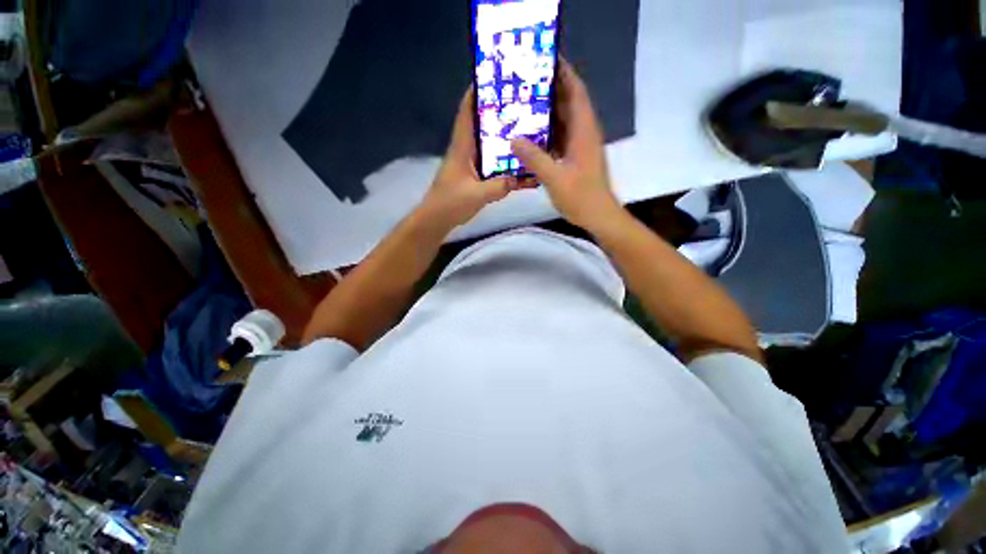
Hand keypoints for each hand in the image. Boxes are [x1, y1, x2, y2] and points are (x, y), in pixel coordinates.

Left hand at [419, 86, 523, 229]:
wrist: (437, 220)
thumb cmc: (450, 203)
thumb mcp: (476, 195)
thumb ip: (498, 186)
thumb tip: (520, 178)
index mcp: (461, 147)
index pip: (467, 113)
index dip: (476, 93)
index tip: (493, 78)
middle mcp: (465, 150)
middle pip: (480, 124)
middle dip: (497, 112)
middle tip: (520, 105)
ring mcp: (469, 163)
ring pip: (487, 143)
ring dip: (501, 135)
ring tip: (523, 128)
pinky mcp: (473, 175)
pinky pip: (490, 161)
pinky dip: (502, 157)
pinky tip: (517, 160)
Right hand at [511, 60, 622, 232]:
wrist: (598, 216)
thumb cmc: (581, 197)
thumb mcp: (555, 178)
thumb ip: (534, 159)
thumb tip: (513, 139)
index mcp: (583, 132)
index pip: (576, 92)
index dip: (564, 74)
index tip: (546, 60)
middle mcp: (584, 134)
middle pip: (569, 104)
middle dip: (550, 91)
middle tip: (525, 83)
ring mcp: (580, 147)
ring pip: (564, 122)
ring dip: (547, 113)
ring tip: (524, 105)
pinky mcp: (576, 158)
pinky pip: (560, 138)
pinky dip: (547, 133)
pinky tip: (531, 135)